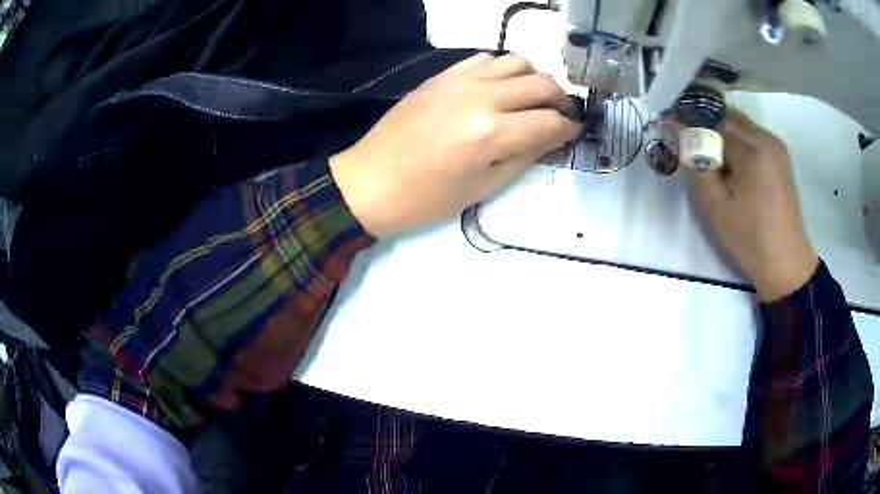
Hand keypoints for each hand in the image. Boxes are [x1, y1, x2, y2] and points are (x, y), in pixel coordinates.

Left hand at [329, 53, 581, 237]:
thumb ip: (525, 157)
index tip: (574, 133)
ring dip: (534, 79)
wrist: (369, 182)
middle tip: (563, 116)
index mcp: (492, 134)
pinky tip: (500, 87)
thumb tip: (553, 138)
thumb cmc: (425, 198)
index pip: (550, 121)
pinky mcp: (442, 75)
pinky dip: (503, 69)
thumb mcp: (483, 187)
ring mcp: (459, 80)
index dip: (569, 128)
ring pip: (516, 61)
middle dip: (561, 100)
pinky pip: (485, 58)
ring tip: (533, 99)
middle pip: (541, 84)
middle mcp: (481, 97)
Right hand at [692, 108, 817, 301]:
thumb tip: (675, 129)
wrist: (786, 264)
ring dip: (719, 133)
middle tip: (686, 141)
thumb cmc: (749, 241)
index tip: (669, 126)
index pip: (712, 119)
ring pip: (739, 124)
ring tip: (706, 154)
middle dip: (703, 124)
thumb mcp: (715, 207)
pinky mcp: (780, 156)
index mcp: (753, 150)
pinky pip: (751, 135)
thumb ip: (695, 163)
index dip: (689, 121)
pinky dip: (735, 141)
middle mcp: (767, 138)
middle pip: (727, 116)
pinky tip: (728, 163)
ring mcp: (776, 146)